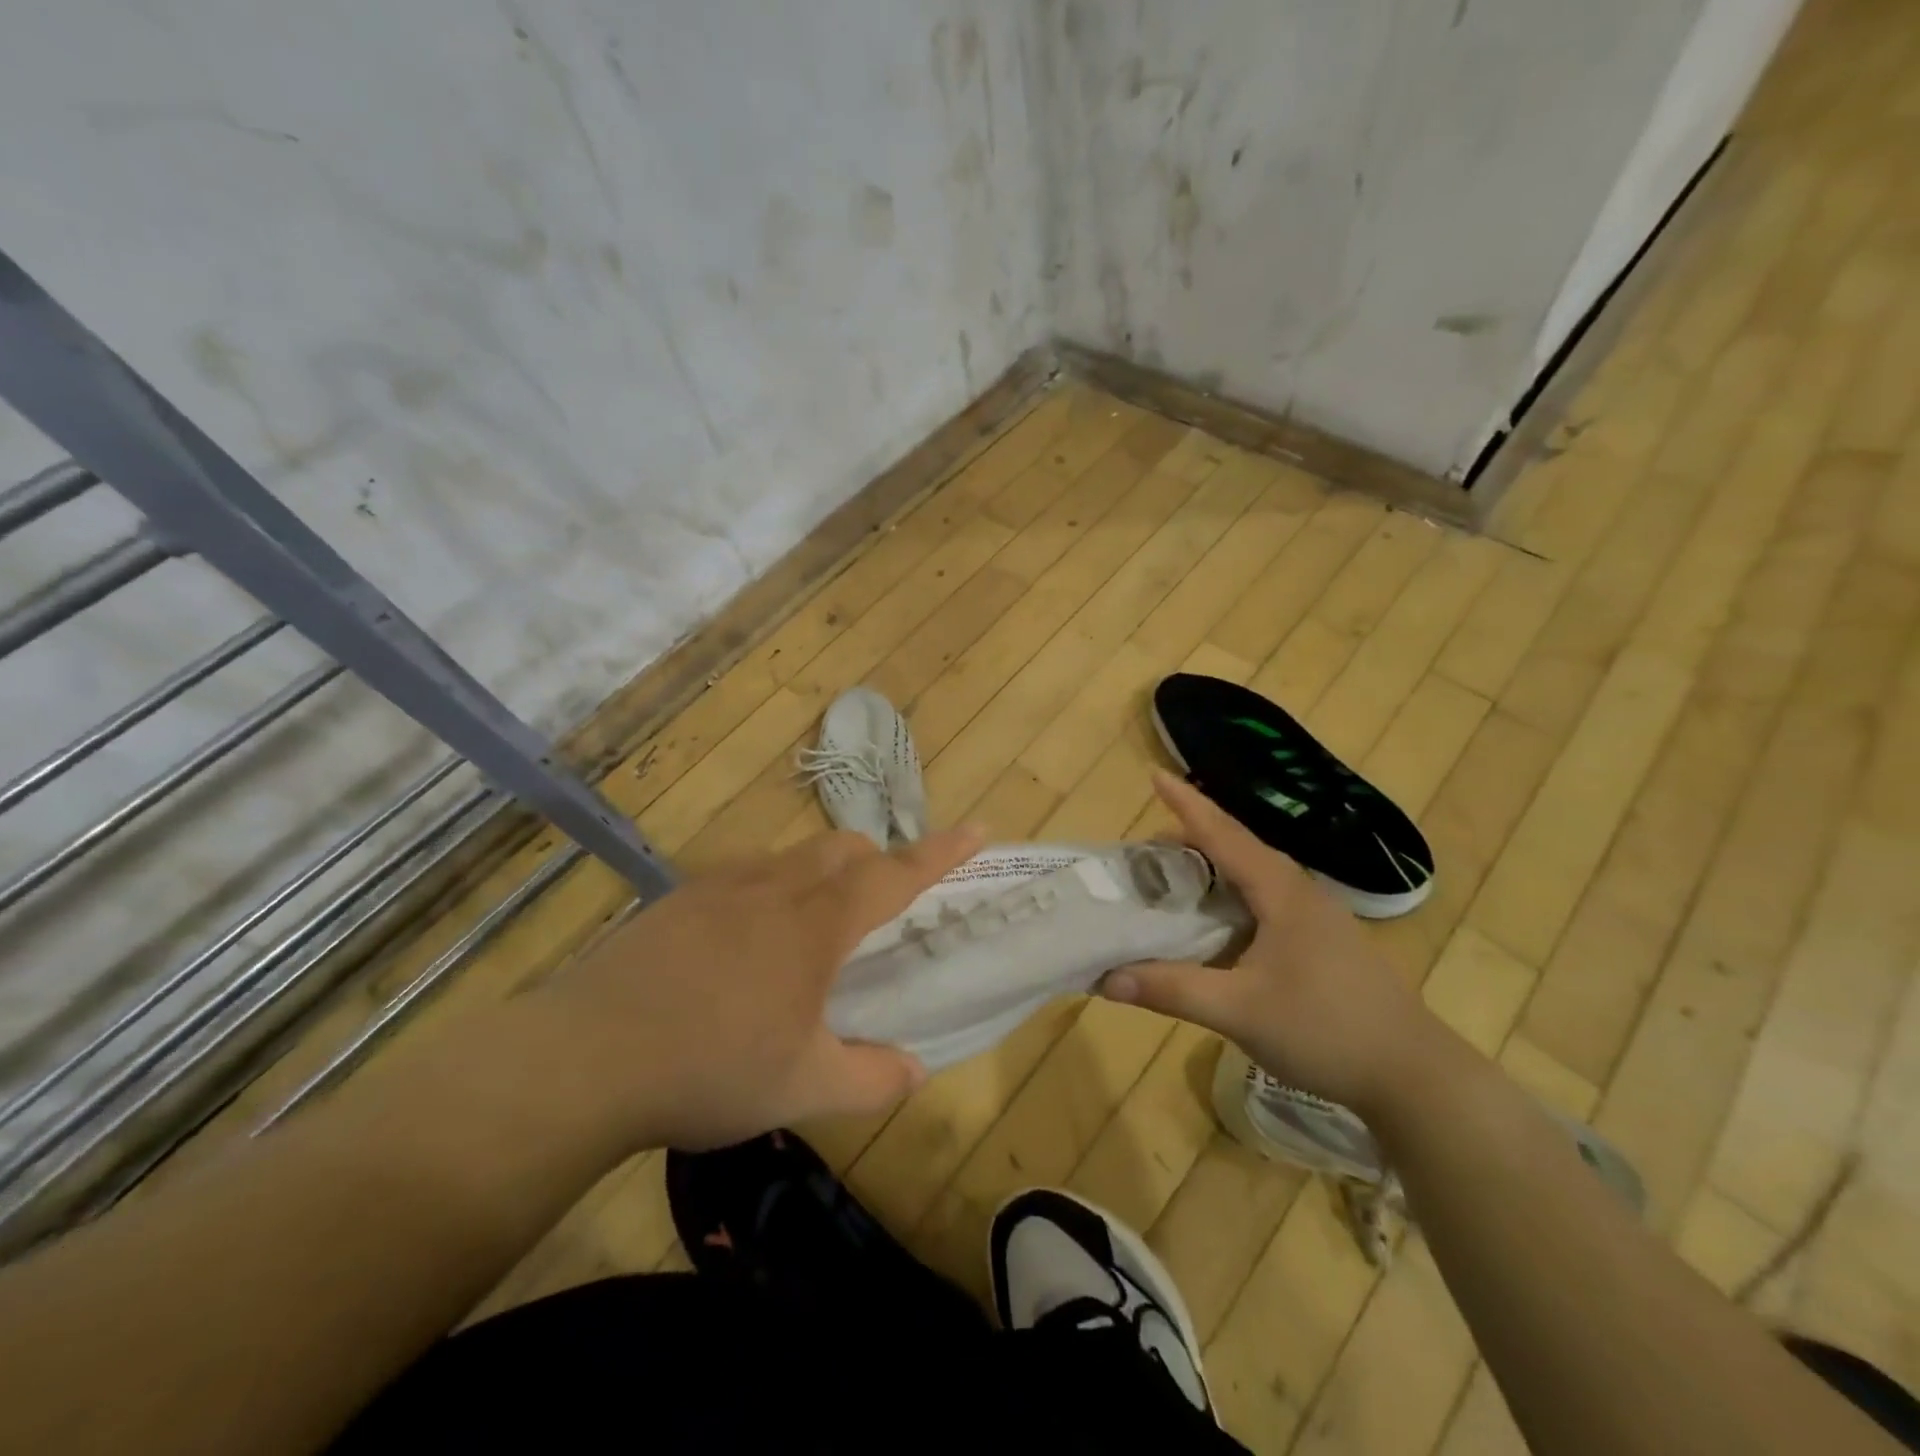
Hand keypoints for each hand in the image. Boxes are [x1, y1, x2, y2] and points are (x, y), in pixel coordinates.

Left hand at [530, 825, 982, 1150]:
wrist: (585, 1058)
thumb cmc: (710, 1068)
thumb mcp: (802, 1087)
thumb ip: (870, 1078)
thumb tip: (914, 1069)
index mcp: (817, 925)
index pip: (895, 875)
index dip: (941, 853)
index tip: (978, 829)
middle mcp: (776, 888)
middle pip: (843, 848)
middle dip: (876, 862)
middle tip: (880, 906)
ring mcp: (721, 886)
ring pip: (793, 856)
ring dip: (821, 874)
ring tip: (811, 930)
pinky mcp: (679, 898)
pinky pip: (744, 873)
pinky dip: (769, 889)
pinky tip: (743, 940)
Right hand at [1102, 772, 1440, 1115]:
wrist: (1413, 1075)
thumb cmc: (1326, 1030)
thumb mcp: (1239, 1011)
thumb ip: (1172, 989)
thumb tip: (1106, 978)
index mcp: (1280, 891)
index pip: (1222, 833)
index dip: (1185, 803)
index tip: (1154, 775)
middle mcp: (1297, 891)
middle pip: (1236, 847)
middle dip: (1189, 837)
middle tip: (1143, 850)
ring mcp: (1314, 915)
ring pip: (1251, 874)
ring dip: (1210, 867)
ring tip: (1172, 877)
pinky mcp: (1321, 939)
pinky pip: (1264, 898)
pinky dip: (1229, 895)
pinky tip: (1215, 921)